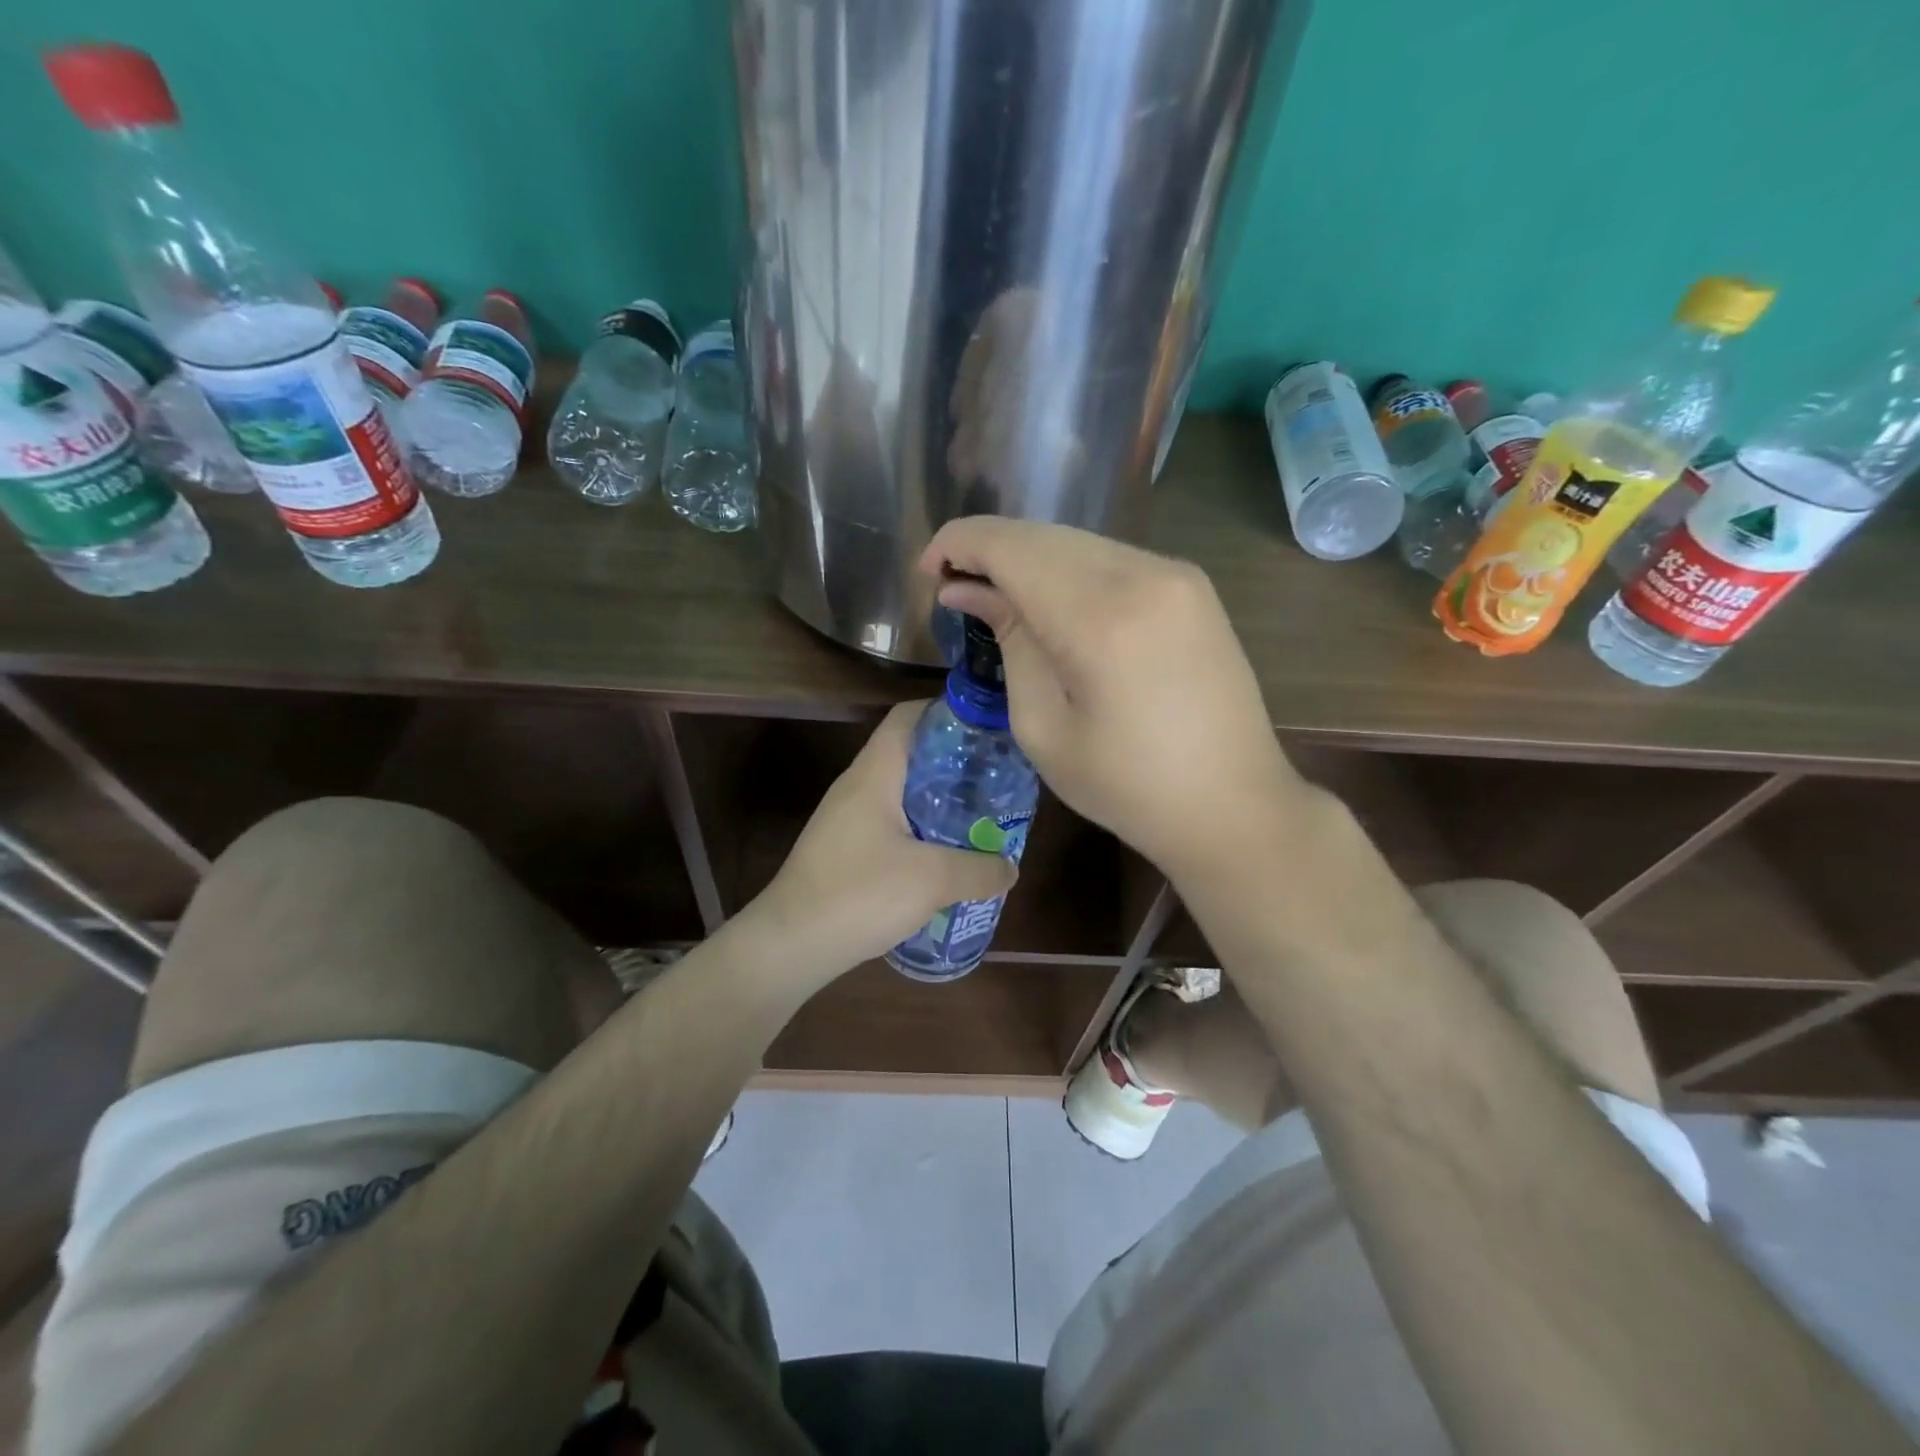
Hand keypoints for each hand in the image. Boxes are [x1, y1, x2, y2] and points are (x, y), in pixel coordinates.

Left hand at [750, 702, 1018, 974]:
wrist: (789, 945)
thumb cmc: (858, 894)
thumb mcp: (932, 880)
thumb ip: (979, 869)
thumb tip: (1010, 868)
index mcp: (875, 774)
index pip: (908, 716)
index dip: (947, 711)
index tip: (987, 727)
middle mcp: (858, 787)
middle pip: (911, 754)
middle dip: (955, 762)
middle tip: (996, 779)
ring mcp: (848, 819)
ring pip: (903, 793)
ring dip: (940, 800)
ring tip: (981, 817)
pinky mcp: (846, 850)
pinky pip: (893, 825)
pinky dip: (924, 830)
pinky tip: (948, 857)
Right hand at [922, 518, 1307, 878]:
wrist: (1233, 804)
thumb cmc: (1127, 786)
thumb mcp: (1043, 727)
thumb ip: (1009, 642)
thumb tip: (968, 590)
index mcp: (1100, 618)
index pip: (1011, 546)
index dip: (959, 544)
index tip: (928, 572)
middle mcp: (1143, 575)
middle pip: (1043, 535)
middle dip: (989, 550)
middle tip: (955, 588)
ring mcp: (1176, 574)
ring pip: (1078, 541)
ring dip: (1029, 559)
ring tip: (998, 598)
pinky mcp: (1192, 586)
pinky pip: (1111, 557)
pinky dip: (1069, 569)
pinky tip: (1052, 603)